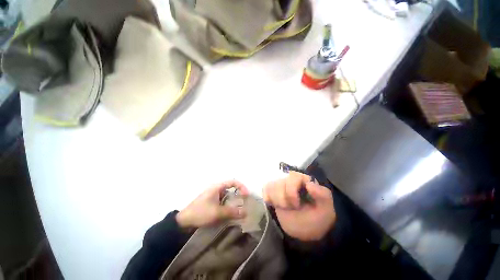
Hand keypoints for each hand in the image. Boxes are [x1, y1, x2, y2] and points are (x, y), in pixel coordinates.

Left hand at [176, 180, 248, 228]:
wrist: (183, 221)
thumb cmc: (201, 213)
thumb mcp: (217, 213)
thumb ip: (232, 212)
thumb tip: (245, 213)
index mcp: (217, 187)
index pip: (233, 182)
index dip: (242, 186)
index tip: (246, 195)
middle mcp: (216, 188)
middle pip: (231, 188)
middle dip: (239, 194)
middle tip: (245, 202)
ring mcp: (213, 195)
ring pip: (227, 195)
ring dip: (234, 201)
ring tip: (239, 208)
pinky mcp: (211, 201)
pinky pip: (223, 200)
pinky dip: (228, 204)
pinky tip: (230, 212)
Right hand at [263, 171, 335, 240]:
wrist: (305, 232)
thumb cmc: (317, 218)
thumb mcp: (326, 209)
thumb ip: (323, 195)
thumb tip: (309, 184)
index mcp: (304, 181)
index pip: (293, 177)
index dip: (291, 191)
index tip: (297, 204)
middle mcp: (291, 180)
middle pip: (279, 183)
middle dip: (284, 199)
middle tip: (293, 207)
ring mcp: (281, 186)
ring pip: (271, 186)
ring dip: (277, 201)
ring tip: (286, 207)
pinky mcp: (273, 192)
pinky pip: (266, 190)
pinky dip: (269, 199)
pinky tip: (276, 205)